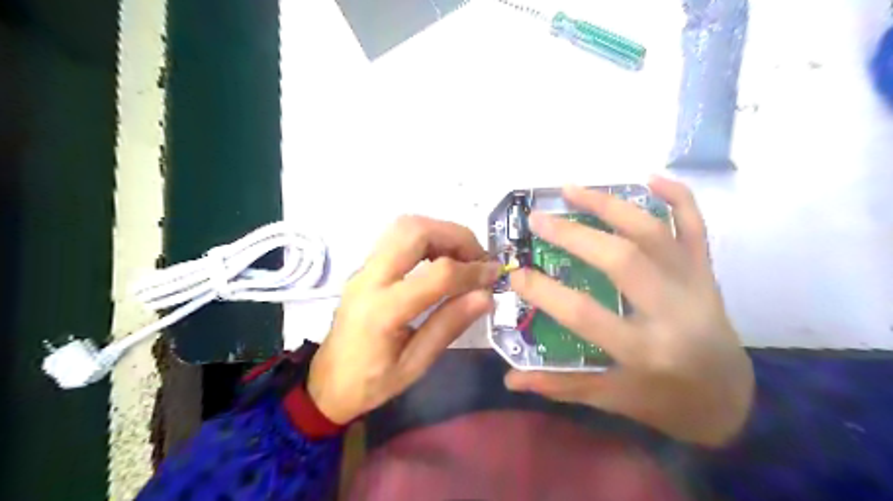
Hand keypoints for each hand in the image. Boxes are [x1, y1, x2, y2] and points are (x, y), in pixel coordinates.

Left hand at [308, 215, 501, 421]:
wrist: (326, 383)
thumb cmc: (371, 383)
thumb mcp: (415, 365)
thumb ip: (449, 326)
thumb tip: (486, 295)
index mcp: (383, 311)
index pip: (436, 275)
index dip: (472, 271)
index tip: (495, 275)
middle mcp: (370, 279)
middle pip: (415, 231)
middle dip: (456, 237)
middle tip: (478, 259)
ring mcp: (364, 269)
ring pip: (405, 226)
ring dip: (441, 233)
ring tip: (463, 257)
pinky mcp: (366, 267)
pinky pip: (398, 237)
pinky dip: (428, 237)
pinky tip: (442, 259)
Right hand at [502, 176, 750, 446]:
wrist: (731, 399)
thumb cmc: (665, 401)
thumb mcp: (610, 398)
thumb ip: (559, 386)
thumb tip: (510, 379)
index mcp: (644, 351)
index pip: (584, 314)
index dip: (544, 292)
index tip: (516, 274)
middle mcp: (672, 311)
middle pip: (620, 259)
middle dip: (573, 235)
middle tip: (537, 220)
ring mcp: (693, 284)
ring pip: (653, 232)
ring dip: (609, 205)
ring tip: (571, 189)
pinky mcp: (706, 272)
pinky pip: (697, 226)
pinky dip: (678, 196)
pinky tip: (650, 177)